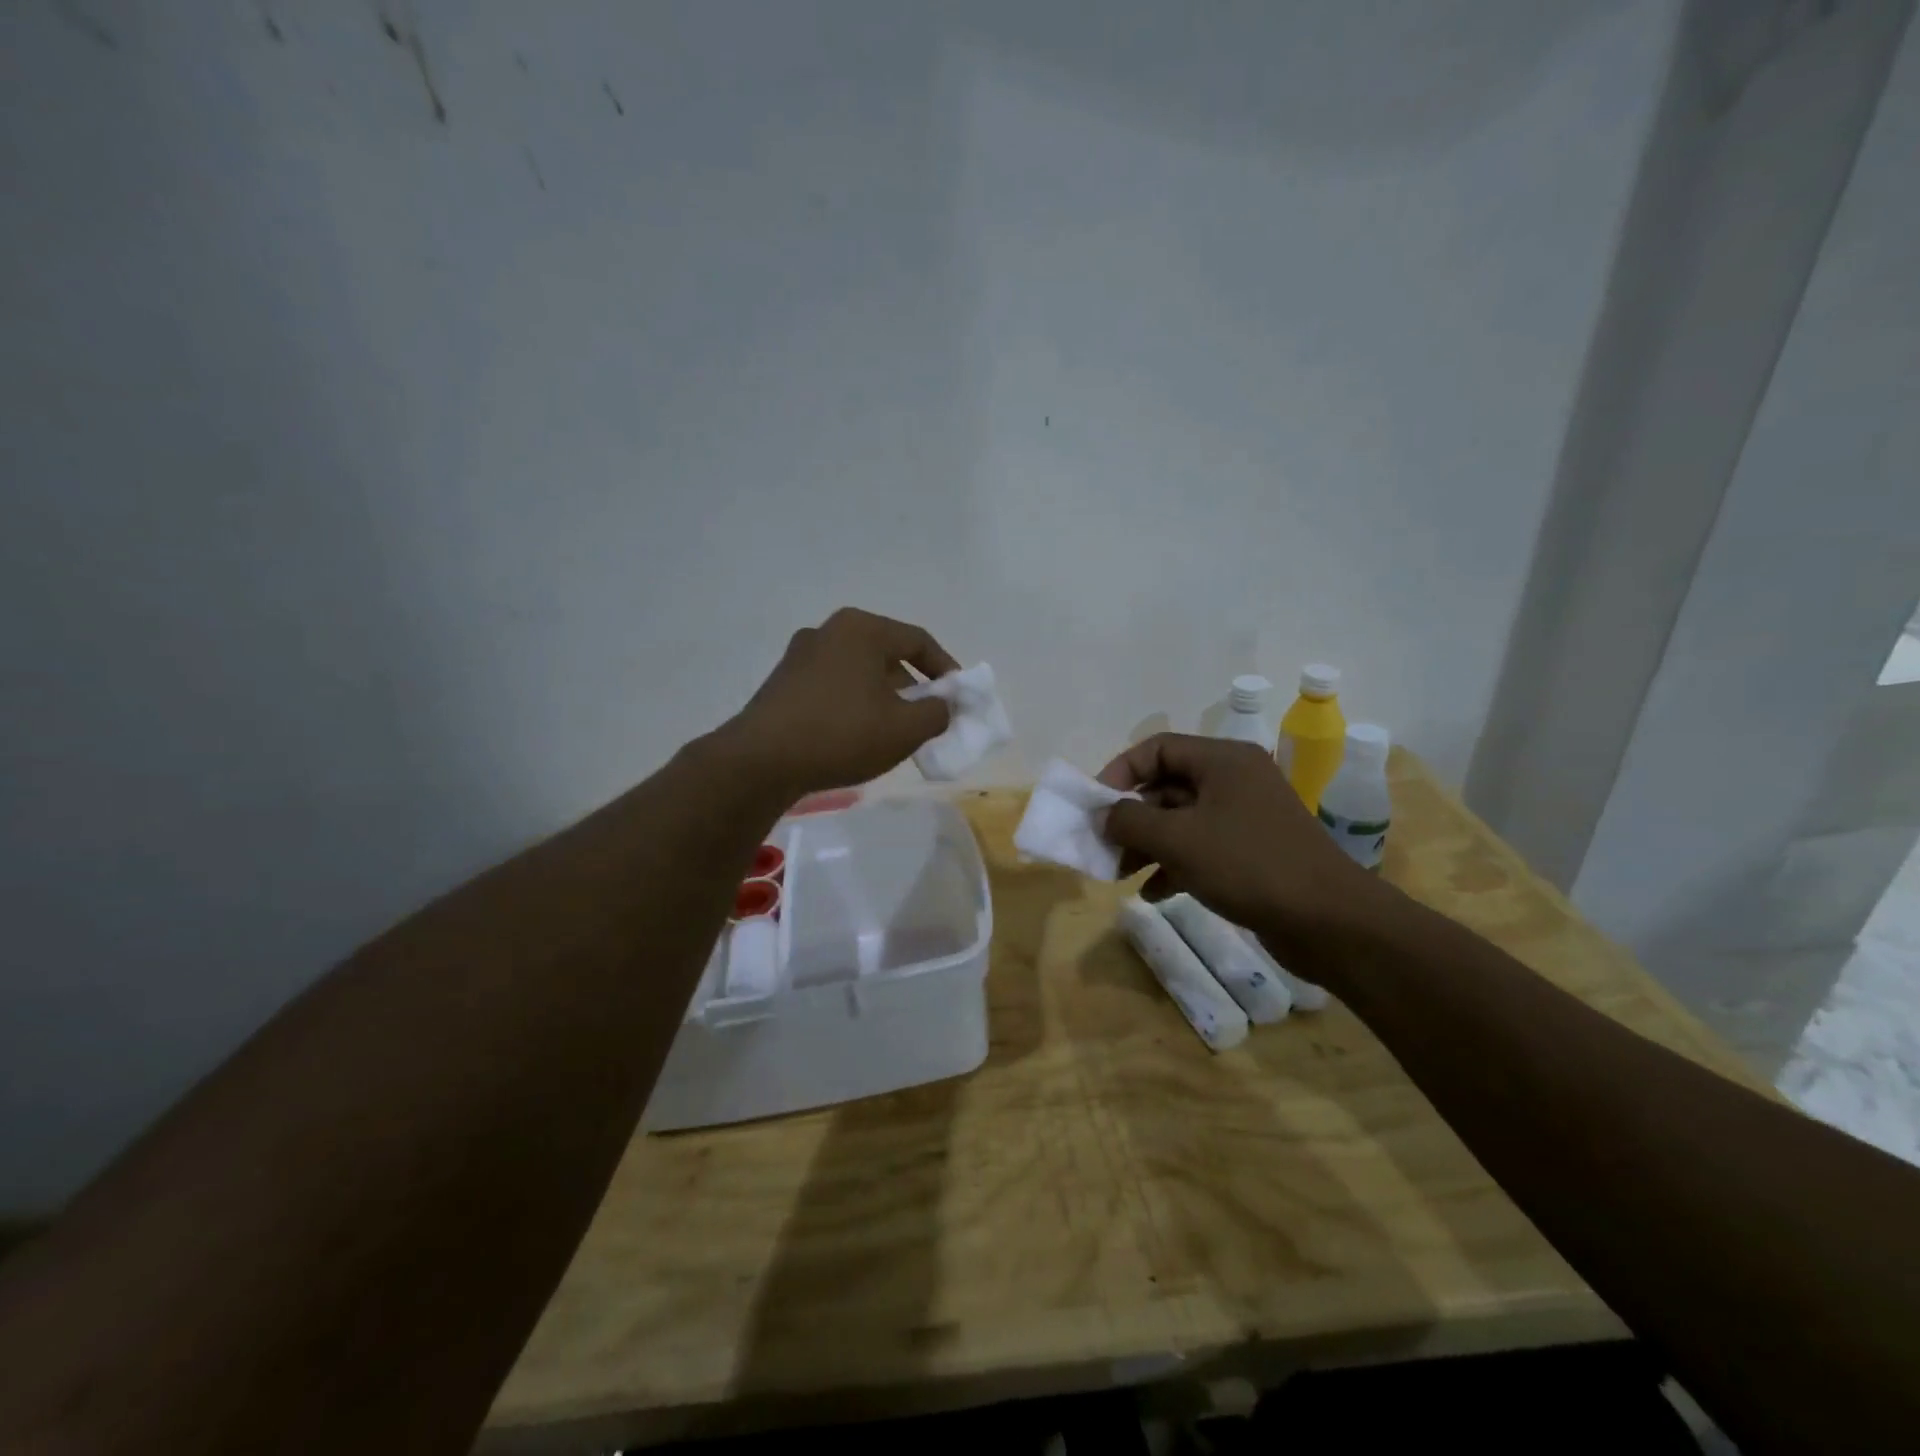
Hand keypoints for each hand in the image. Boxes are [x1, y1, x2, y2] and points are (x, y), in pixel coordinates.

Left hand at [725, 607, 960, 795]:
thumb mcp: (905, 729)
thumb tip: (944, 705)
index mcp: (862, 629)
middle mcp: (829, 630)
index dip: (946, 668)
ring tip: (892, 730)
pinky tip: (855, 734)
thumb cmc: (842, 735)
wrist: (761, 761)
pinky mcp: (782, 681)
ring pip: (858, 670)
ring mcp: (800, 654)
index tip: (958, 697)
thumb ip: (937, 712)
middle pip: (886, 653)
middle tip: (926, 715)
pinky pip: (833, 685)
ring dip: (882, 696)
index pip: (918, 640)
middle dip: (913, 685)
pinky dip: (853, 703)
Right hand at [1097, 733, 1388, 957]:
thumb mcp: (1177, 840)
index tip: (1095, 806)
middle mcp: (1234, 780)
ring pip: (1181, 821)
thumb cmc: (1248, 865)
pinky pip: (1201, 848)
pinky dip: (1174, 866)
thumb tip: (1104, 815)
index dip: (1120, 772)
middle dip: (1131, 817)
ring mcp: (1245, 817)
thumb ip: (1130, 820)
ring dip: (1148, 845)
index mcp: (1222, 760)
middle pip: (1167, 786)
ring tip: (1121, 874)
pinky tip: (1154, 893)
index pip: (1157, 748)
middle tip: (1105, 845)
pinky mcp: (1252, 852)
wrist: (1329, 921)